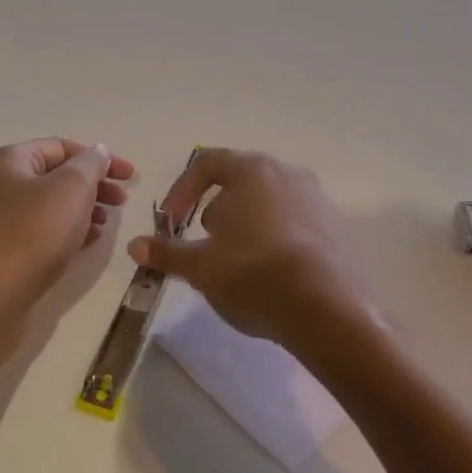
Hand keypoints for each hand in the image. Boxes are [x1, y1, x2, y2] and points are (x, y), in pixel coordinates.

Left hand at [0, 139, 137, 315]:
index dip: (100, 157)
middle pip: (57, 176)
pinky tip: (88, 244)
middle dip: (93, 185)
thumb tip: (97, 152)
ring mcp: (1, 222)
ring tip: (106, 225)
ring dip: (84, 210)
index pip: (62, 146)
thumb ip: (90, 164)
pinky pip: (45, 234)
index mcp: (12, 161)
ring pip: (52, 207)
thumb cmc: (31, 234)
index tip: (130, 176)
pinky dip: (69, 233)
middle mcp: (2, 185)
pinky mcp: (6, 254)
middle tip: (122, 201)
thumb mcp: (70, 188)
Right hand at [126, 148, 374, 354]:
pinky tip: (269, 275)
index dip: (181, 190)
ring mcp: (317, 199)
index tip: (171, 222)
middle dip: (215, 210)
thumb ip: (167, 253)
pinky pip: (294, 224)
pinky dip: (274, 240)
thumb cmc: (253, 273)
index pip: (207, 163)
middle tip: (205, 245)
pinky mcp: (336, 228)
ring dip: (245, 226)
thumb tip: (135, 247)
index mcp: (252, 170)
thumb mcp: (201, 266)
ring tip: (236, 263)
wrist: (328, 308)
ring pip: (268, 203)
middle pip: (240, 181)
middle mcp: (287, 173)